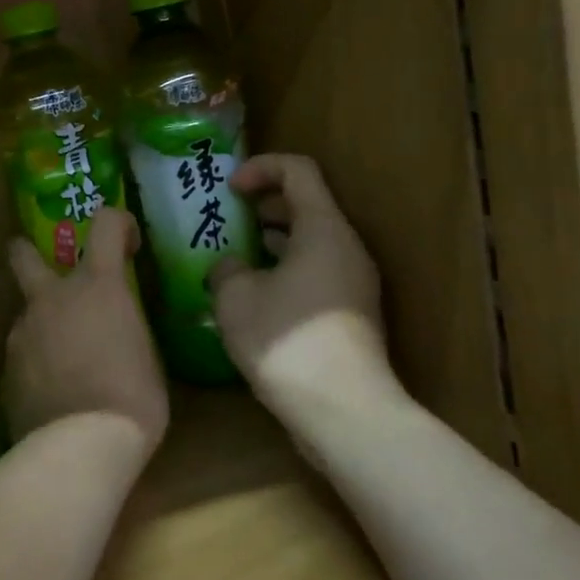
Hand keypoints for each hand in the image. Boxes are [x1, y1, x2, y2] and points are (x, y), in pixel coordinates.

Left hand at [2, 208, 169, 453]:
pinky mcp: (6, 371)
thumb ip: (126, 327)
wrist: (81, 445)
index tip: (128, 243)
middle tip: (44, 269)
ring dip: (43, 327)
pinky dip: (36, 365)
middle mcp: (52, 299)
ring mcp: (22, 333)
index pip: (104, 224)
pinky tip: (52, 394)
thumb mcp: (147, 353)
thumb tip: (116, 330)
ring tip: (65, 363)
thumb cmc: (133, 397)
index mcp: (97, 286)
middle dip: (28, 253)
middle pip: (24, 255)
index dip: (117, 223)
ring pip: (27, 315)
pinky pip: (22, 356)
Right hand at [209, 154, 389, 411]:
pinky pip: (316, 273)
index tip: (229, 189)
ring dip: (272, 242)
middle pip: (307, 204)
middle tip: (226, 220)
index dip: (260, 168)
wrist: (344, 411)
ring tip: (233, 259)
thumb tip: (229, 267)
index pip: (298, 170)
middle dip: (263, 206)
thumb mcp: (236, 297)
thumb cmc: (287, 341)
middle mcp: (346, 247)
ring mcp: (353, 282)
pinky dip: (285, 271)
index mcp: (323, 228)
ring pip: (311, 242)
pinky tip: (253, 298)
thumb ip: (226, 268)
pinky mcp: (350, 313)